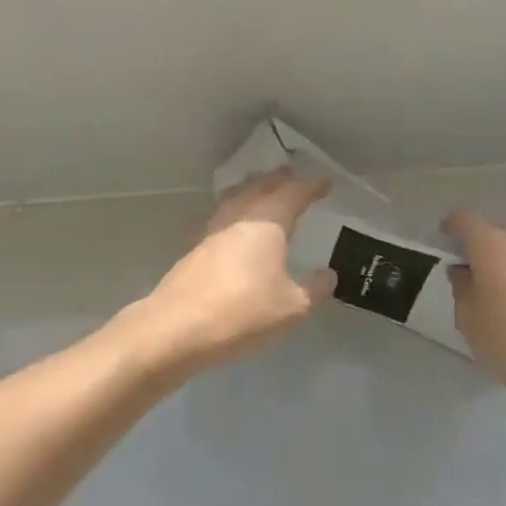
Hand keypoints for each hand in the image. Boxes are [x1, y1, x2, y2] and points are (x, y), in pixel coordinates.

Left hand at [139, 168, 336, 376]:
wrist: (177, 327)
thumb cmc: (243, 312)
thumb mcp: (291, 308)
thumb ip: (314, 289)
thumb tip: (328, 275)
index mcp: (268, 222)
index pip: (294, 193)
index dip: (311, 186)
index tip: (325, 182)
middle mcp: (239, 216)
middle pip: (260, 185)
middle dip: (279, 179)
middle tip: (293, 178)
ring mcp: (212, 230)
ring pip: (235, 196)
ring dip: (251, 189)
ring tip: (262, 192)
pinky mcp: (194, 247)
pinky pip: (219, 216)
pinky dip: (232, 210)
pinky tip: (233, 226)